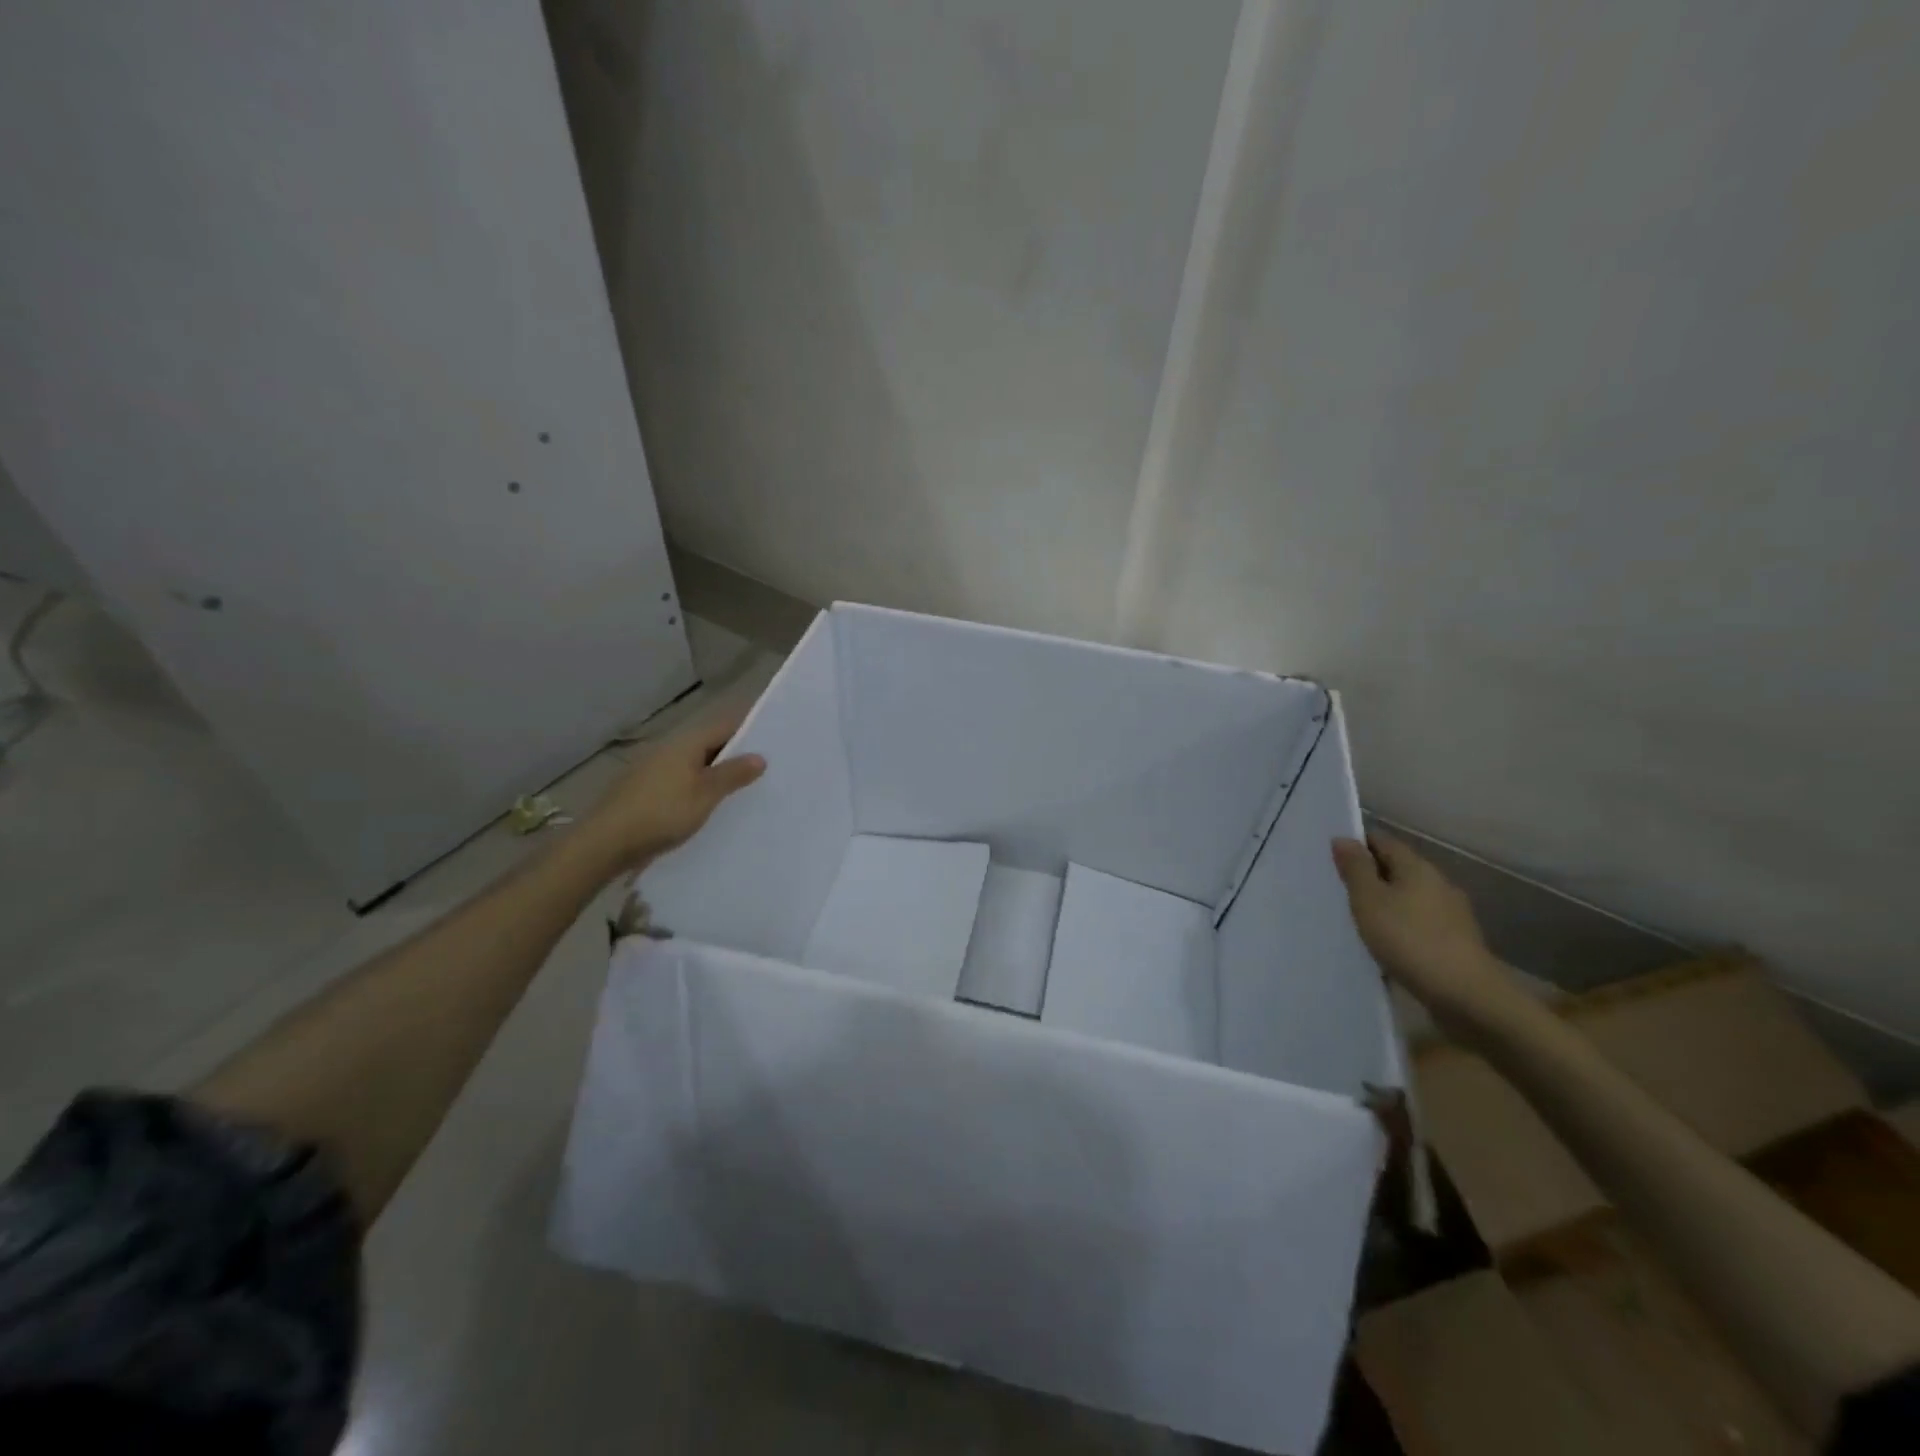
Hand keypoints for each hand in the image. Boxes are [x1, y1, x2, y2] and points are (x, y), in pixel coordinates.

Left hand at [581, 708, 765, 870]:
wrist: (606, 842)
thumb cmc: (662, 812)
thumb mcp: (705, 794)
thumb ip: (732, 774)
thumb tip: (760, 756)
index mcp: (686, 743)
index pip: (725, 726)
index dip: (750, 729)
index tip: (775, 739)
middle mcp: (669, 748)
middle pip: (710, 744)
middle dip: (736, 753)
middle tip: (767, 767)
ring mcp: (654, 769)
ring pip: (695, 764)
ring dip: (717, 772)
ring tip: (744, 787)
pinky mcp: (645, 790)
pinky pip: (682, 780)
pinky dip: (699, 786)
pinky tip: (710, 804)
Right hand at [1331, 831, 1533, 1040]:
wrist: (1467, 996)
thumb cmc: (1410, 940)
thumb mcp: (1370, 901)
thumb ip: (1355, 869)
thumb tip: (1343, 838)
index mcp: (1417, 868)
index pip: (1383, 842)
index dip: (1357, 844)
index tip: (1331, 855)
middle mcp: (1438, 884)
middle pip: (1398, 869)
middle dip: (1370, 874)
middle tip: (1337, 887)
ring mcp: (1451, 914)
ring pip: (1409, 898)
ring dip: (1385, 903)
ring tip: (1356, 917)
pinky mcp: (1455, 942)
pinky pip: (1419, 923)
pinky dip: (1400, 926)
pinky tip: (1385, 943)